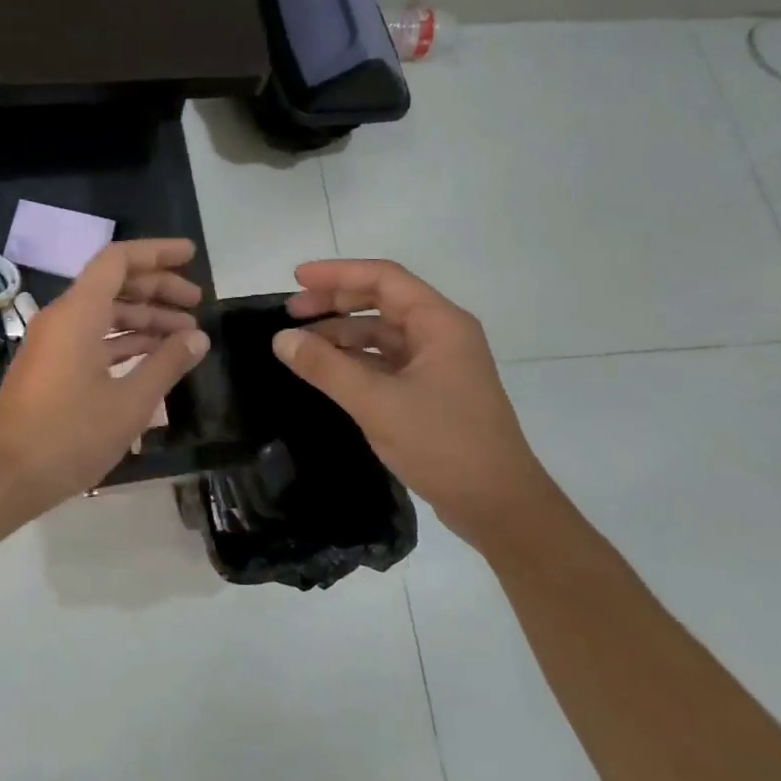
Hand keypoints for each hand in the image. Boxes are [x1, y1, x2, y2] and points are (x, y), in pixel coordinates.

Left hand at [0, 238, 210, 514]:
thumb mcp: (129, 402)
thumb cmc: (69, 435)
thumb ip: (167, 364)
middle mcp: (63, 318)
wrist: (4, 477)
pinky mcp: (51, 366)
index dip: (157, 253)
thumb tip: (198, 337)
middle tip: (196, 303)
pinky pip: (92, 337)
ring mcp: (53, 342)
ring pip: (104, 314)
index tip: (190, 255)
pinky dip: (124, 341)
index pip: (119, 260)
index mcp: (78, 313)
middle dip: (157, 289)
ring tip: (185, 335)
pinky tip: (153, 356)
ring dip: (144, 319)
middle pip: (114, 285)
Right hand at [272, 258, 557, 549]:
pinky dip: (355, 361)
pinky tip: (326, 372)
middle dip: (335, 303)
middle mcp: (442, 334)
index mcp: (440, 323)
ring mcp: (438, 364)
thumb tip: (281, 338)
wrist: (499, 506)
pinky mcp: (432, 391)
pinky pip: (386, 362)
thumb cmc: (443, 444)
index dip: (337, 273)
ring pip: (382, 333)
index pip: (384, 278)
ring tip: (300, 345)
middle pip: (382, 301)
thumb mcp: (376, 403)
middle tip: (291, 313)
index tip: (296, 279)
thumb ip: (326, 367)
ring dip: (342, 334)